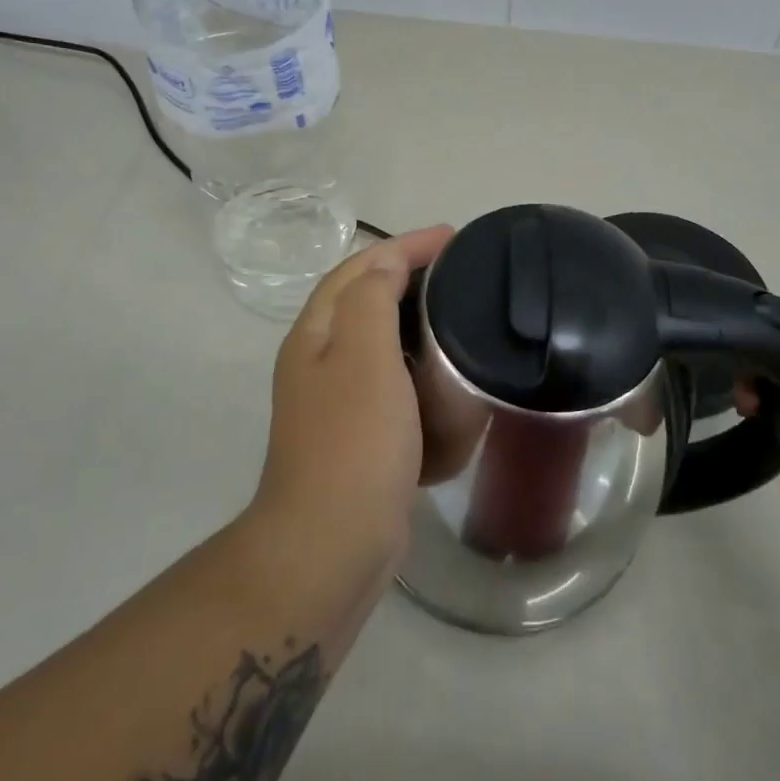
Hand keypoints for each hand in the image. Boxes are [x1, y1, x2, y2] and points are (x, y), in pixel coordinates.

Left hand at [254, 225, 454, 564]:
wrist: (331, 544)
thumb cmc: (353, 442)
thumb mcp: (363, 356)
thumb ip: (372, 299)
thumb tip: (385, 266)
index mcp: (317, 334)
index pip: (361, 268)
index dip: (404, 245)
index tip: (453, 236)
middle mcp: (320, 362)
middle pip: (366, 301)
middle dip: (410, 279)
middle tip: (462, 274)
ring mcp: (337, 402)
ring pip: (382, 346)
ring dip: (417, 326)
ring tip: (461, 319)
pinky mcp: (360, 437)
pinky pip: (395, 389)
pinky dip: (421, 375)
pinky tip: (448, 380)